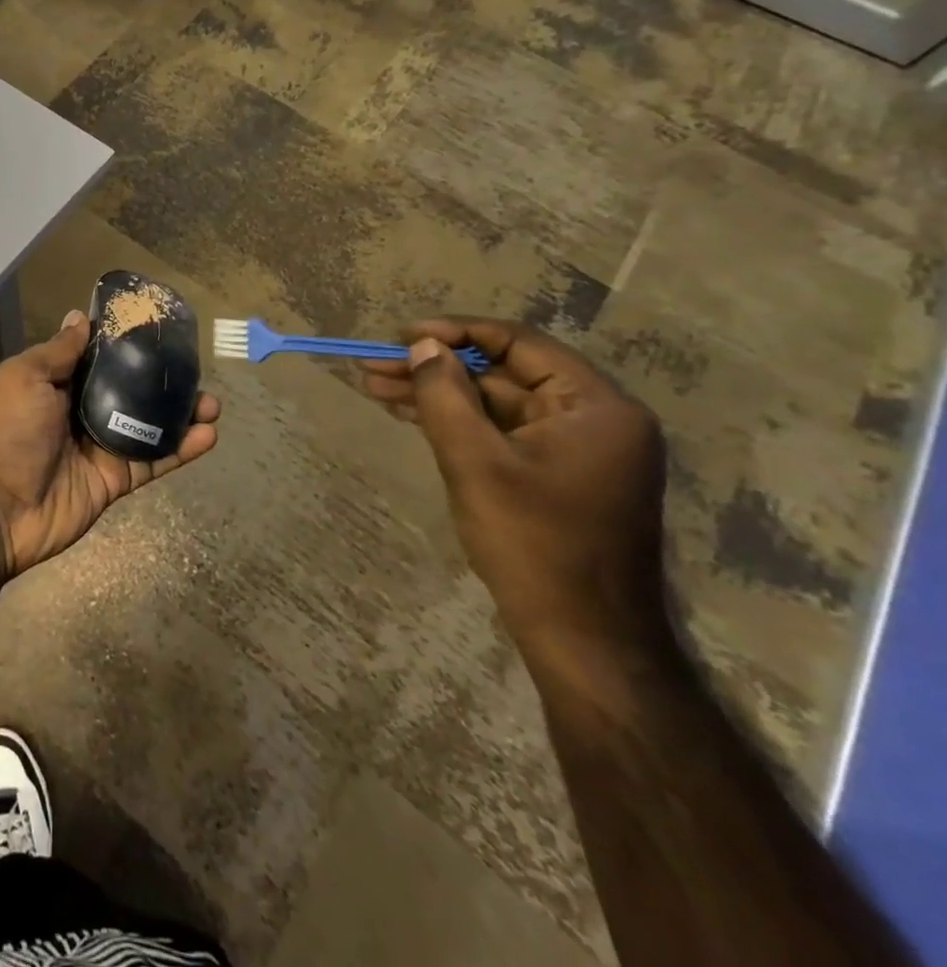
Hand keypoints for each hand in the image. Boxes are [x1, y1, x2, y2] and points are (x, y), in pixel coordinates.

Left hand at [0, 310, 221, 577]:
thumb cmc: (4, 431)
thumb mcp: (23, 377)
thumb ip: (58, 351)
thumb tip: (80, 317)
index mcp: (52, 383)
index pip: (95, 358)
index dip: (124, 344)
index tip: (156, 328)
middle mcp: (77, 411)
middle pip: (127, 390)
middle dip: (160, 380)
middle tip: (193, 367)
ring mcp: (98, 447)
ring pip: (146, 425)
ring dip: (179, 414)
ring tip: (212, 402)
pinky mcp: (113, 480)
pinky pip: (152, 461)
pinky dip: (181, 449)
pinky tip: (209, 434)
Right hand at [362, 318, 668, 654]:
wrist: (582, 636)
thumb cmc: (532, 541)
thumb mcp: (475, 460)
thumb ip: (444, 394)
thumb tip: (421, 345)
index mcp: (596, 406)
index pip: (518, 343)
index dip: (454, 333)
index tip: (401, 335)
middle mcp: (595, 419)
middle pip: (502, 373)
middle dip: (434, 368)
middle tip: (373, 365)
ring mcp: (577, 449)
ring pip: (495, 403)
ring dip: (437, 394)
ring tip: (375, 386)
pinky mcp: (557, 474)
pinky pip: (501, 431)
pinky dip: (457, 421)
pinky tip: (409, 413)